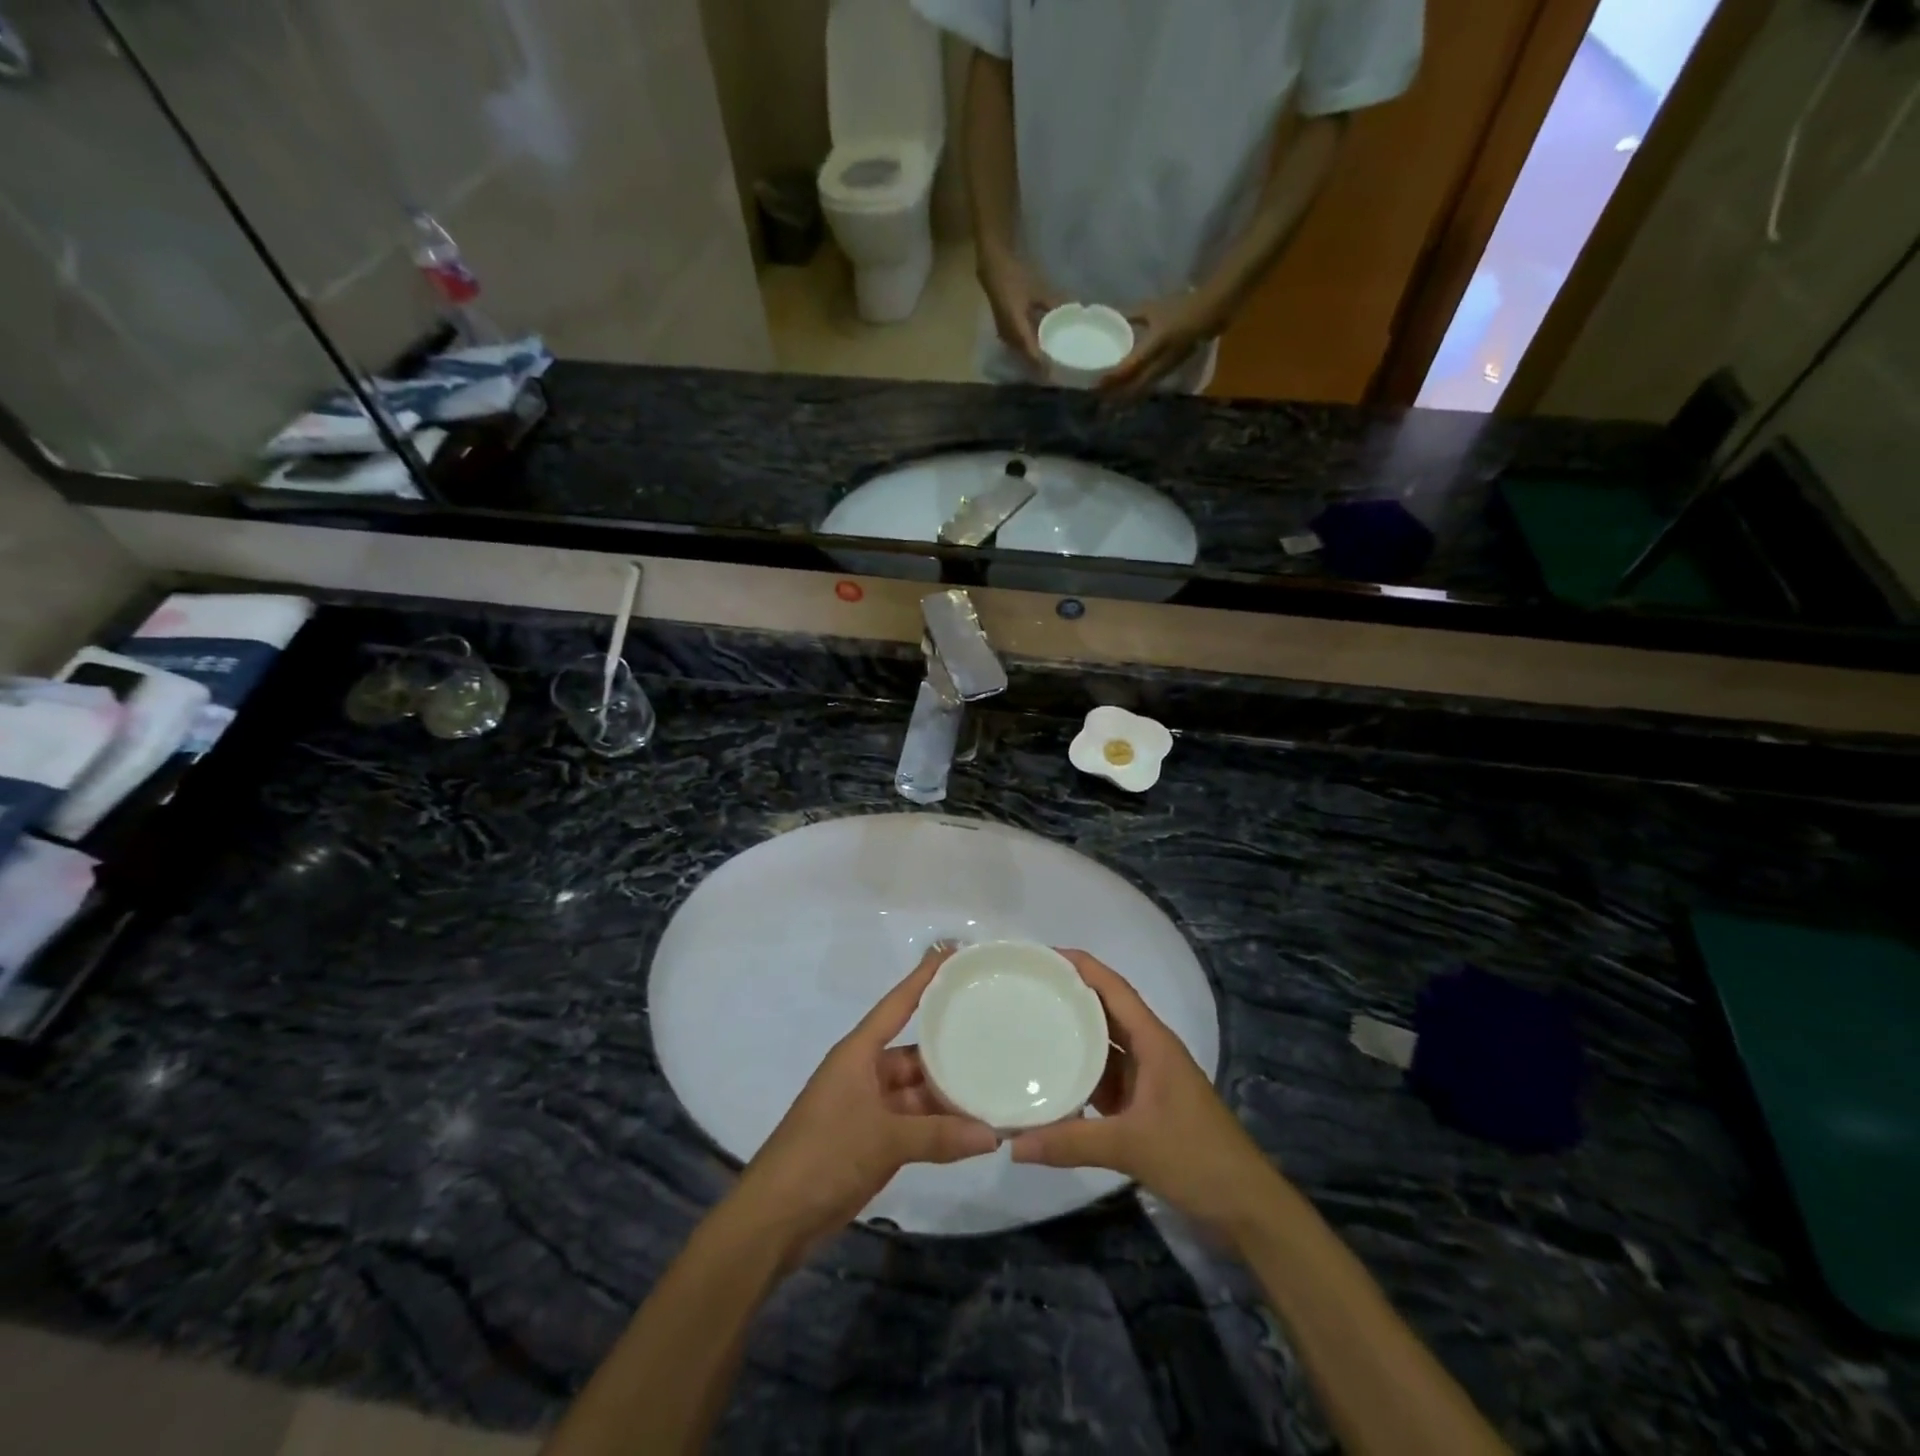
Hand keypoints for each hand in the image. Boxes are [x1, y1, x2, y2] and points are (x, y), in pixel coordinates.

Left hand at [728, 946, 997, 1263]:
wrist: (775, 1218)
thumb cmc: (823, 1155)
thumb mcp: (884, 1139)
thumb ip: (939, 1136)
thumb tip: (993, 1135)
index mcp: (859, 1053)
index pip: (898, 1004)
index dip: (923, 977)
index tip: (952, 952)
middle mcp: (866, 1072)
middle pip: (915, 1050)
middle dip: (950, 1045)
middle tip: (995, 1028)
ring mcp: (870, 1107)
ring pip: (918, 1090)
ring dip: (948, 1093)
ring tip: (994, 1082)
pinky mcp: (874, 1140)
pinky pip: (915, 1123)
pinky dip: (939, 1127)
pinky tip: (973, 1128)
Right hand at [978, 249, 1057, 371]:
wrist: (993, 266)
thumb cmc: (1015, 276)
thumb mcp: (1038, 290)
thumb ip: (1053, 304)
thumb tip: (1074, 311)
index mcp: (1017, 329)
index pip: (1033, 355)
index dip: (1044, 366)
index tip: (1057, 374)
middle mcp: (1009, 337)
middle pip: (1027, 358)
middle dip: (1041, 365)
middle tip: (1057, 370)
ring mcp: (1005, 334)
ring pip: (1022, 353)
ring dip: (1035, 359)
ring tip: (1050, 362)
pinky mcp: (1005, 329)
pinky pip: (1019, 345)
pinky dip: (1030, 348)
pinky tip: (1040, 346)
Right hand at [1009, 950, 1282, 1242]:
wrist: (1246, 1207)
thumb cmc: (1196, 1158)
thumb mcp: (1131, 1147)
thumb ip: (1071, 1143)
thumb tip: (1014, 1143)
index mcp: (1154, 1042)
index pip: (1114, 989)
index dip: (1082, 967)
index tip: (1044, 956)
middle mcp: (1150, 1051)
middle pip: (1106, 1011)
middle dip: (1071, 996)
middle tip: (1027, 989)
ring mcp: (1148, 1080)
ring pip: (1105, 1046)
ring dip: (1074, 1035)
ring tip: (1031, 1025)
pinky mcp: (1144, 1106)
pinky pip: (1106, 1079)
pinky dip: (1081, 1075)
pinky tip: (1052, 1079)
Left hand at [1100, 294, 1221, 398]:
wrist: (1209, 315)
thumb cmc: (1180, 308)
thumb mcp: (1153, 309)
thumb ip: (1132, 315)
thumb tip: (1112, 317)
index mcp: (1155, 345)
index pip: (1129, 367)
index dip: (1112, 378)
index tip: (1096, 383)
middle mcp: (1159, 363)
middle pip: (1133, 386)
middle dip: (1116, 395)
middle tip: (1098, 399)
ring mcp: (1165, 371)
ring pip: (1141, 390)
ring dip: (1125, 397)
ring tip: (1108, 402)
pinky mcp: (1168, 373)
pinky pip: (1148, 388)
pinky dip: (1135, 393)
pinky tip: (1125, 394)